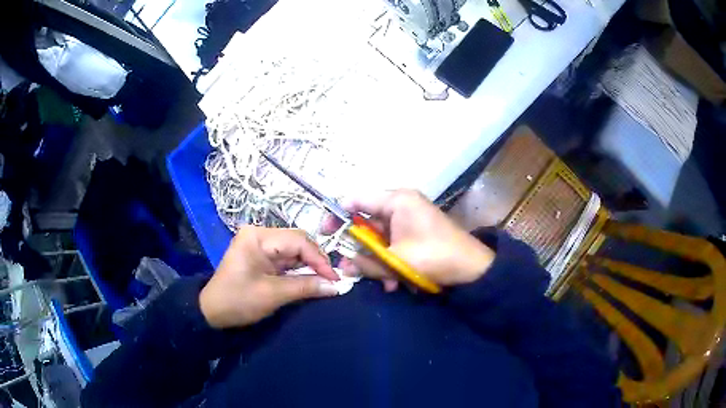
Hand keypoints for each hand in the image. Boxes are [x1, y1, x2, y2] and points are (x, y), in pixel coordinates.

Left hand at [199, 226, 339, 328]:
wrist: (212, 312)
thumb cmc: (238, 301)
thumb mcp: (272, 295)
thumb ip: (305, 287)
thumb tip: (336, 286)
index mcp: (258, 237)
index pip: (297, 240)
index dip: (319, 259)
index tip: (335, 279)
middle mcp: (260, 234)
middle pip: (297, 242)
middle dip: (316, 261)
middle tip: (331, 280)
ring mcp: (260, 245)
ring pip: (294, 250)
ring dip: (309, 266)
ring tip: (325, 281)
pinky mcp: (262, 256)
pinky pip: (286, 259)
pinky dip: (299, 270)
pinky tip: (310, 279)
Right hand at [324, 190, 494, 291]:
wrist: (473, 268)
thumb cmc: (435, 257)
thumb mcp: (396, 262)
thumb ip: (366, 263)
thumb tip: (343, 266)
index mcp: (396, 201)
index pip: (355, 200)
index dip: (336, 215)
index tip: (325, 234)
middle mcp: (402, 205)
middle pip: (367, 223)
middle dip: (362, 249)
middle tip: (352, 268)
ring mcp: (410, 219)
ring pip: (381, 238)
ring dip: (379, 261)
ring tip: (385, 282)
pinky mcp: (416, 232)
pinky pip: (395, 244)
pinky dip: (392, 261)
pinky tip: (397, 282)